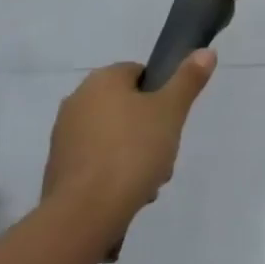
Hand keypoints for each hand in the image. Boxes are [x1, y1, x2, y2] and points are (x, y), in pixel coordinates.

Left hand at [43, 53, 216, 234]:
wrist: (86, 212)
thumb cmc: (132, 151)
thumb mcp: (171, 111)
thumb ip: (188, 79)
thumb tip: (205, 52)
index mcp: (101, 80)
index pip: (139, 73)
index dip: (161, 94)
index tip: (172, 119)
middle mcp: (77, 100)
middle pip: (128, 107)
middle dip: (150, 129)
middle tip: (165, 152)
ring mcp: (65, 136)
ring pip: (114, 136)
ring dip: (136, 154)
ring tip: (150, 180)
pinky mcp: (59, 168)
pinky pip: (97, 160)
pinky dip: (115, 172)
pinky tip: (130, 193)